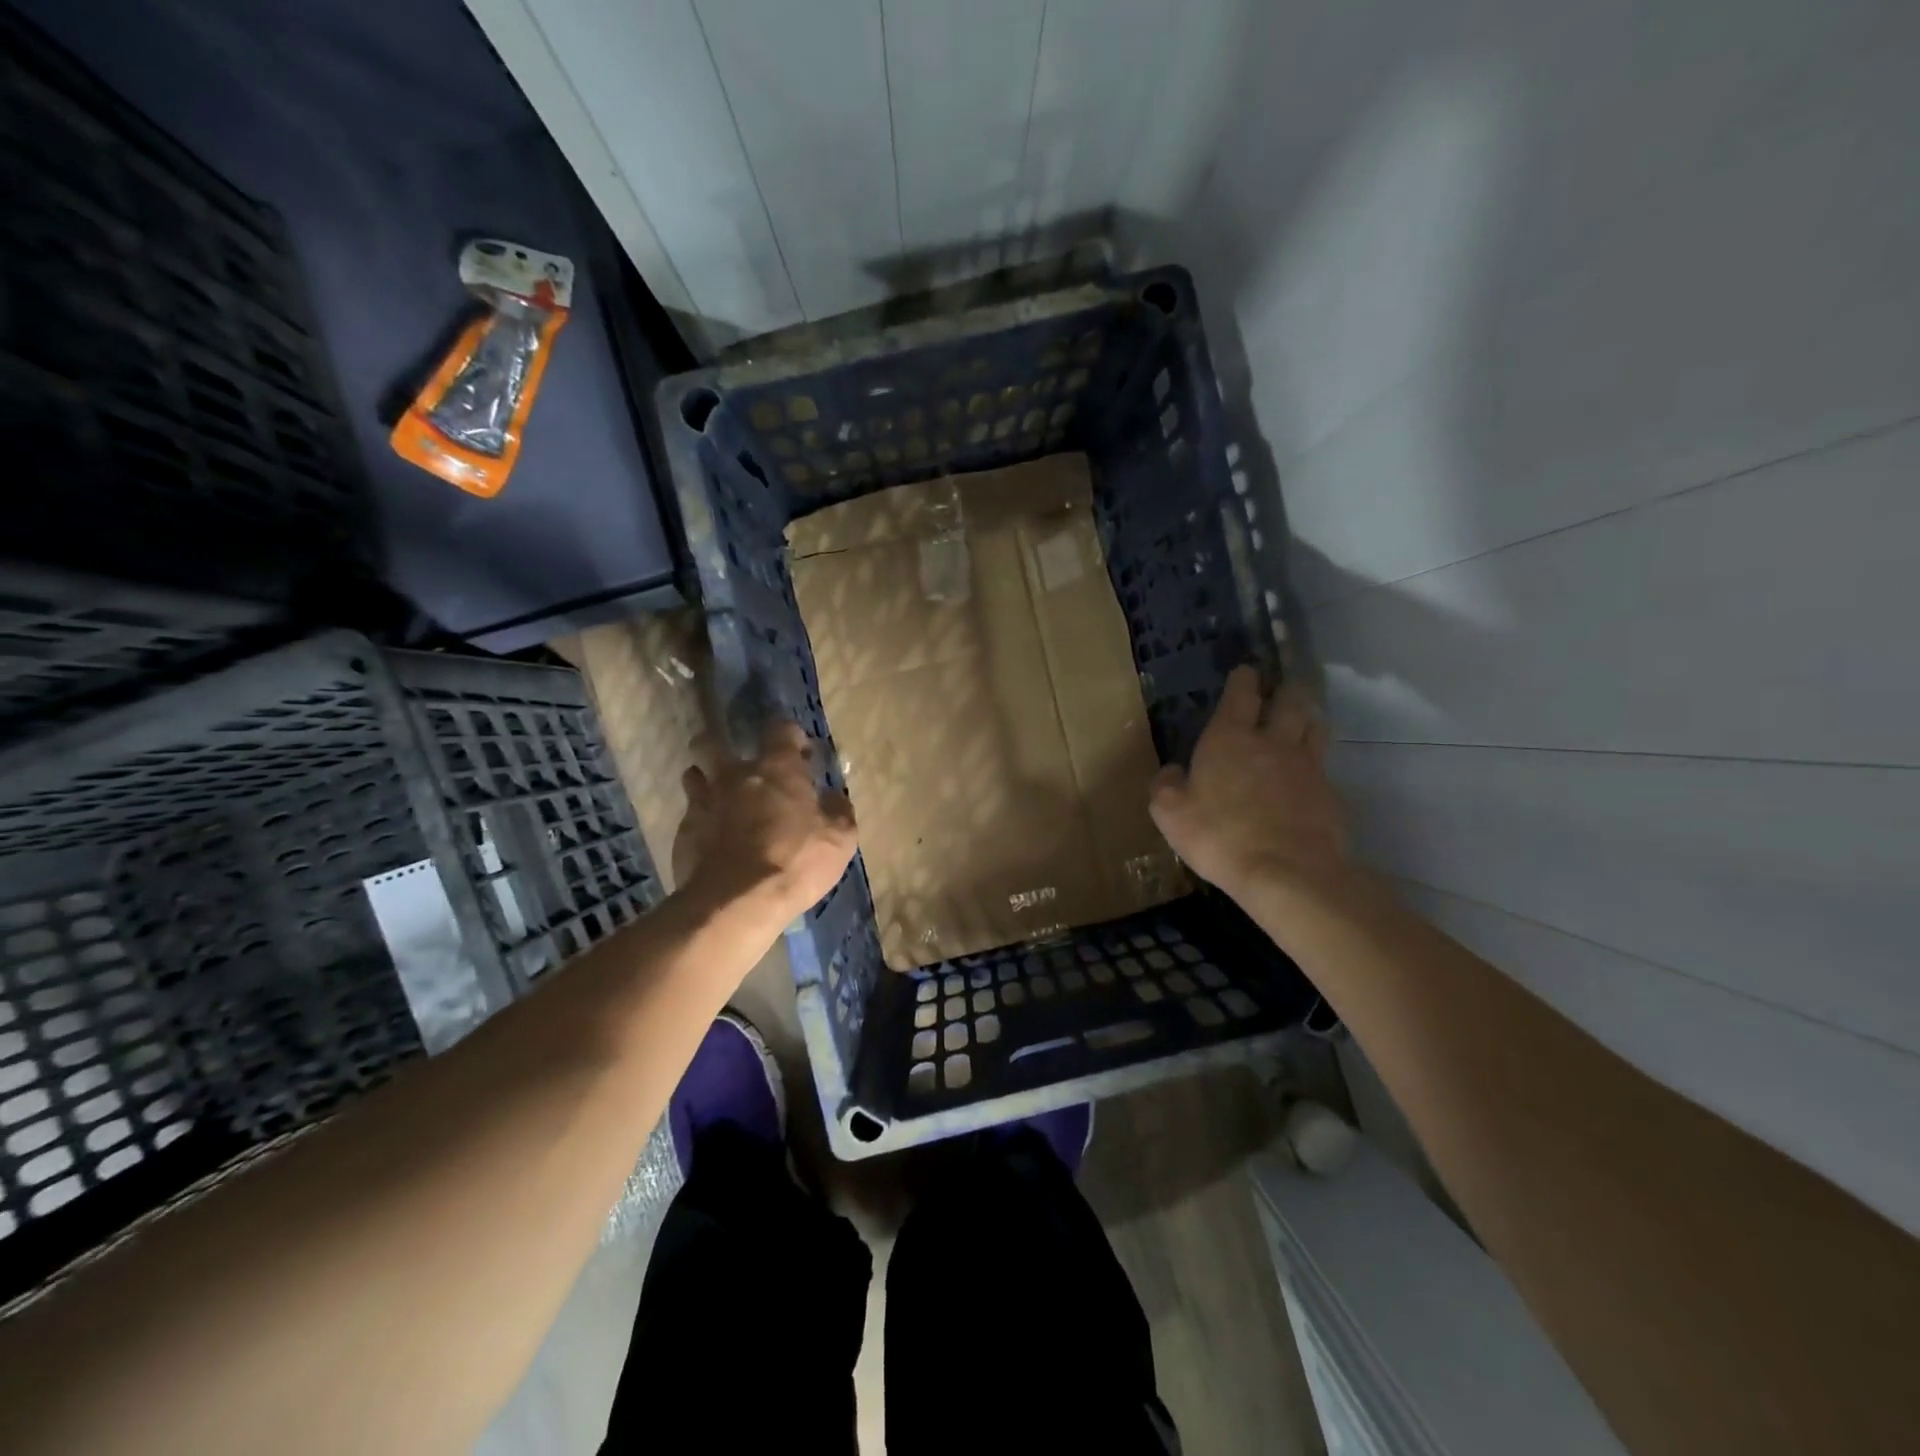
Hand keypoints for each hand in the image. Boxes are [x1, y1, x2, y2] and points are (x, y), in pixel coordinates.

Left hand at [673, 720, 858, 921]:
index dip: (789, 735)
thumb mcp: (839, 839)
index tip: (798, 750)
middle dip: (721, 744)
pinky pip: (689, 812)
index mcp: (778, 769)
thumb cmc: (796, 861)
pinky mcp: (684, 830)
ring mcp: (705, 800)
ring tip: (717, 795)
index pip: (780, 729)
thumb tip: (833, 796)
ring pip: (694, 773)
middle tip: (737, 763)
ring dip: (704, 778)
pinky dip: (700, 817)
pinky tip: (709, 834)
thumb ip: (838, 811)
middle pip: (714, 742)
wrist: (737, 900)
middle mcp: (736, 774)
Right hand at [1148, 665, 1348, 902]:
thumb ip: (1166, 786)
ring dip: (1306, 718)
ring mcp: (1307, 767)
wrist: (1287, 873)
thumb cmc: (1219, 837)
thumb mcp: (1170, 814)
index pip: (1240, 695)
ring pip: (1314, 727)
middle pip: (1288, 702)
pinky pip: (1323, 767)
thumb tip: (1173, 771)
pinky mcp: (1329, 794)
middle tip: (1281, 689)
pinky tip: (1309, 776)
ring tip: (1301, 720)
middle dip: (1283, 690)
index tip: (1246, 671)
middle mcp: (1272, 742)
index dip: (1243, 679)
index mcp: (1229, 739)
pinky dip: (1316, 764)